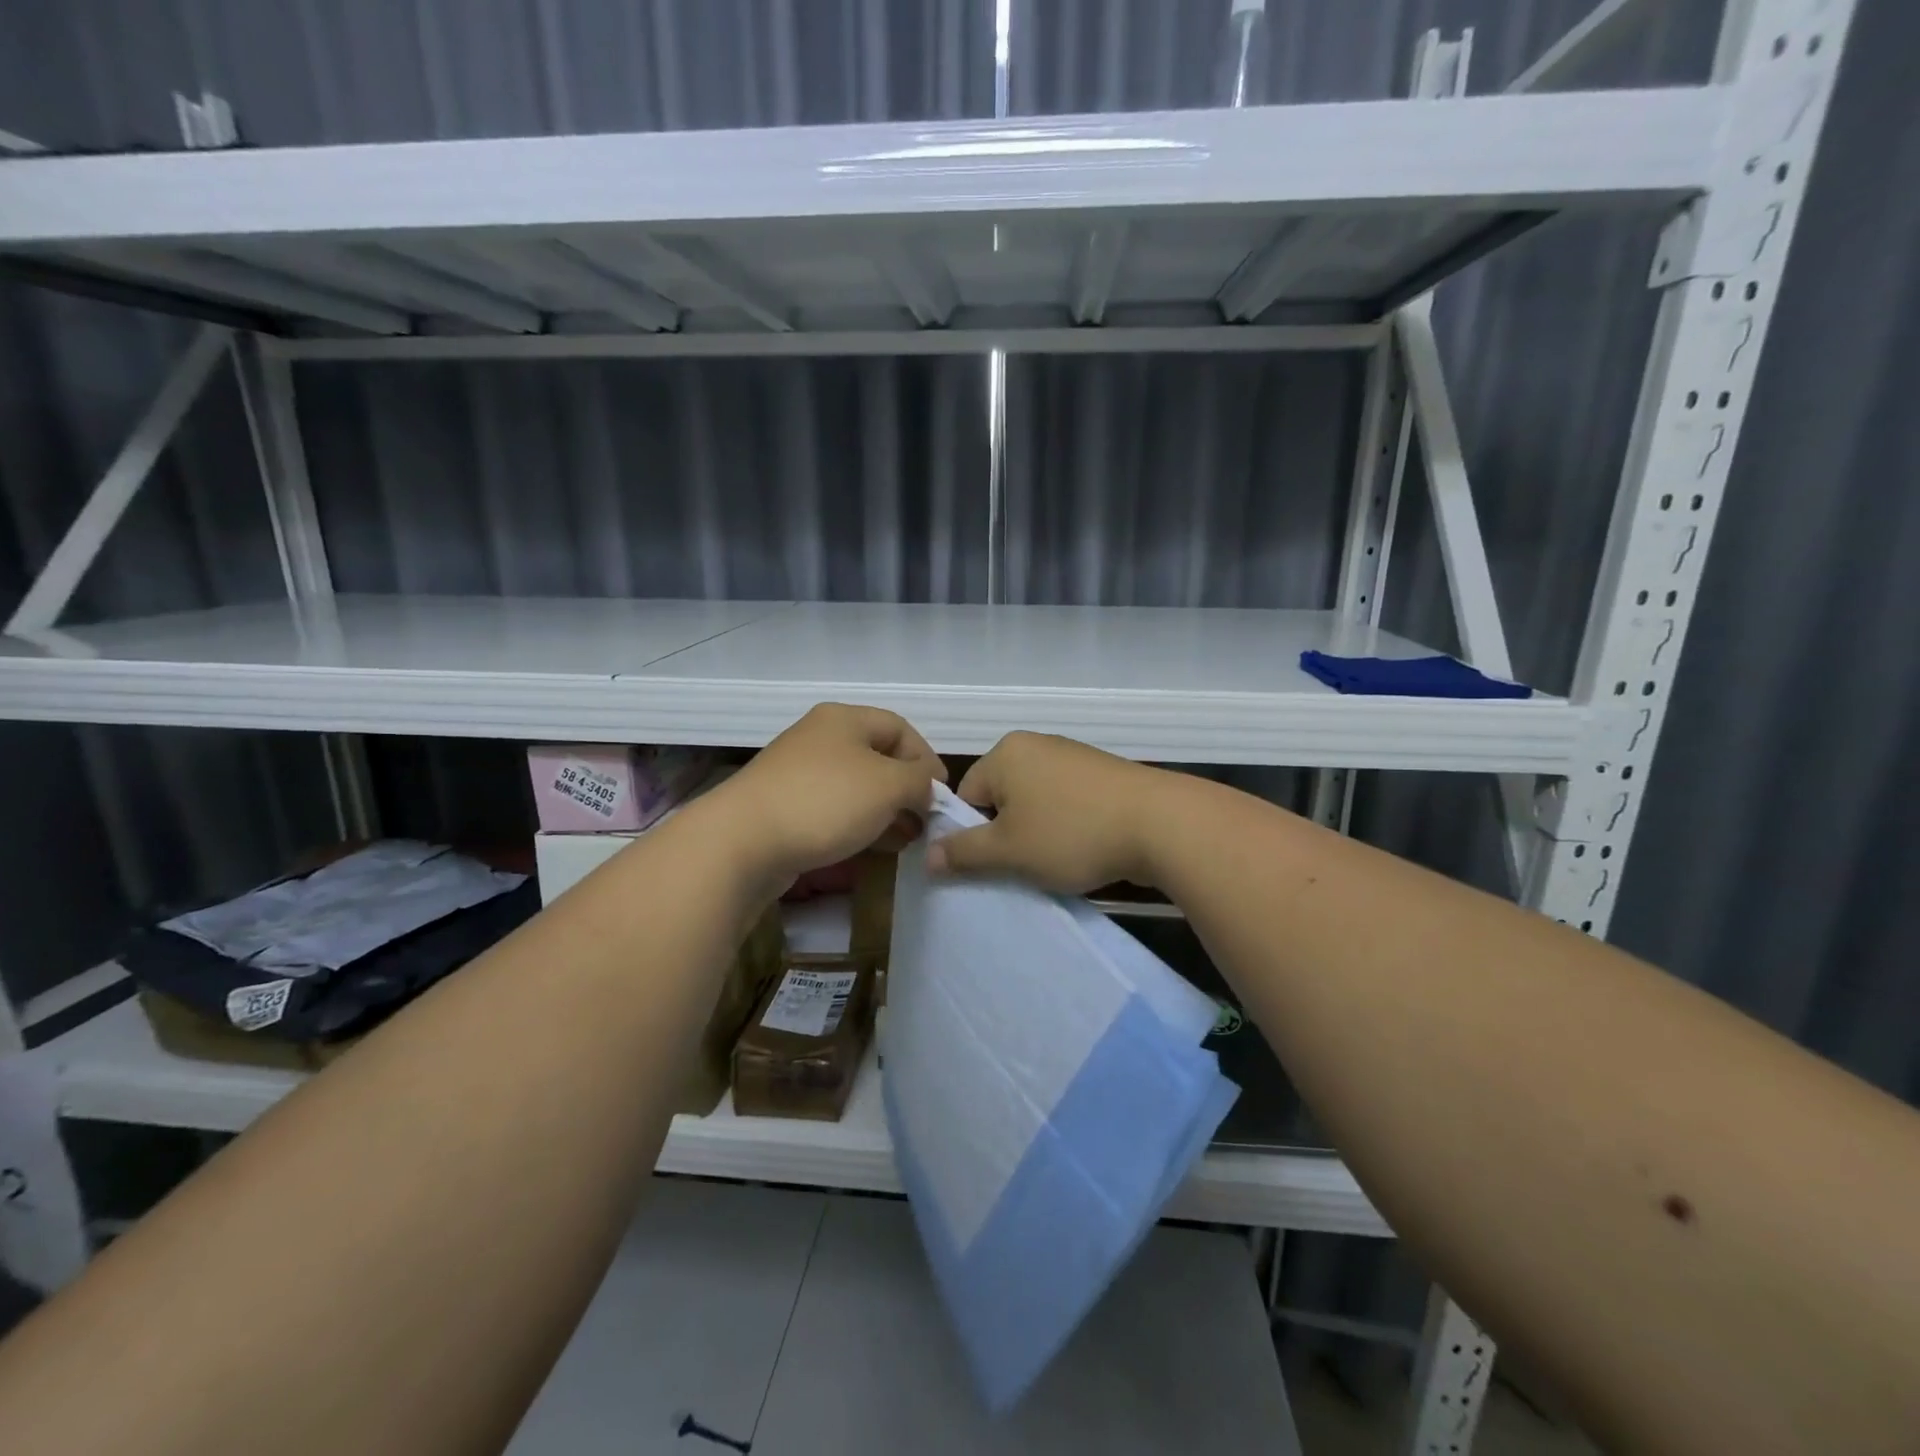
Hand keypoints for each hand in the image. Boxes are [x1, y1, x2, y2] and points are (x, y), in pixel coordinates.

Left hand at [703, 703, 946, 886]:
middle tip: (926, 822)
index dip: (927, 758)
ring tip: (906, 840)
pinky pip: (834, 810)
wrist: (742, 842)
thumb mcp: (888, 785)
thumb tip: (926, 787)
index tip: (942, 795)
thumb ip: (919, 781)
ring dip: (887, 812)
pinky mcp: (786, 807)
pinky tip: (874, 848)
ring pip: (857, 788)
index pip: (900, 728)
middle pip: (878, 758)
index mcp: (844, 719)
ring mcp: (799, 774)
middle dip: (908, 790)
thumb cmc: (824, 801)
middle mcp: (821, 739)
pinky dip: (860, 825)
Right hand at [926, 731, 1165, 894]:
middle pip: (1002, 798)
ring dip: (1038, 834)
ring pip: (1036, 803)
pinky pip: (1068, 802)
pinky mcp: (1104, 773)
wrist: (1162, 824)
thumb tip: (928, 857)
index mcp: (1006, 753)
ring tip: (1058, 861)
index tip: (996, 862)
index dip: (974, 834)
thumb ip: (963, 853)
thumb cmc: (1072, 833)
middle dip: (1007, 834)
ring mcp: (1074, 756)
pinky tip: (1085, 849)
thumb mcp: (1008, 851)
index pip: (967, 795)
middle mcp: (1037, 745)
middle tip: (1024, 866)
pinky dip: (1069, 826)